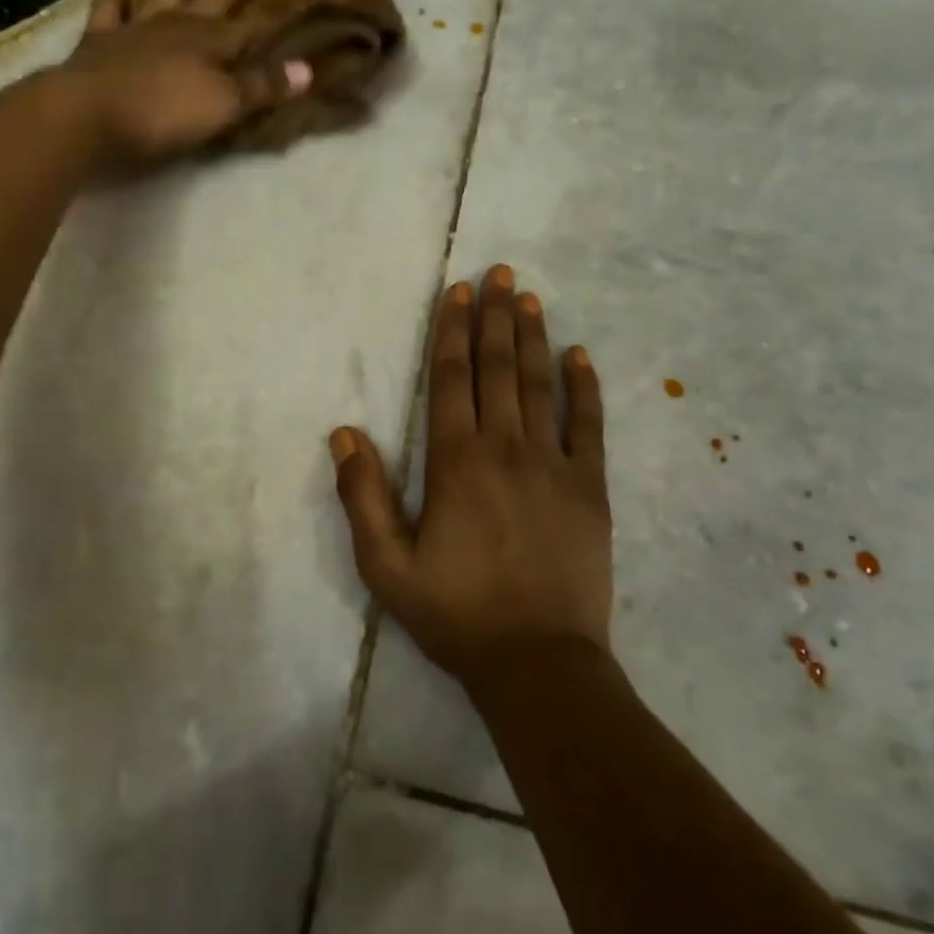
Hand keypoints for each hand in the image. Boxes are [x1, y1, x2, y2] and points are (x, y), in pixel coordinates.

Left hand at [51, 0, 312, 167]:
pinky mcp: (102, 41)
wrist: (88, 114)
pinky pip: (113, 4)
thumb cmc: (163, 113)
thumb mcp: (223, 106)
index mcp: (211, 43)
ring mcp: (137, 28)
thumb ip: (263, 86)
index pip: (257, 19)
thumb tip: (308, 68)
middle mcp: (178, 25)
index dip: (282, 1)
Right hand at [329, 265, 612, 681]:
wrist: (537, 661)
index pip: (451, 378)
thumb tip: (344, 432)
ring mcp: (553, 464)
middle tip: (500, 273)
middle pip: (497, 368)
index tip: (458, 292)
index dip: (452, 331)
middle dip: (494, 317)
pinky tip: (580, 356)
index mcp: (455, 461)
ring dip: (533, 337)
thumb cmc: (456, 613)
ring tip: (530, 298)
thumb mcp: (386, 565)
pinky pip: (588, 425)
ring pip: (540, 385)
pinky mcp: (589, 487)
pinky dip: (585, 387)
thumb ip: (363, 495)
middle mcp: (505, 447)